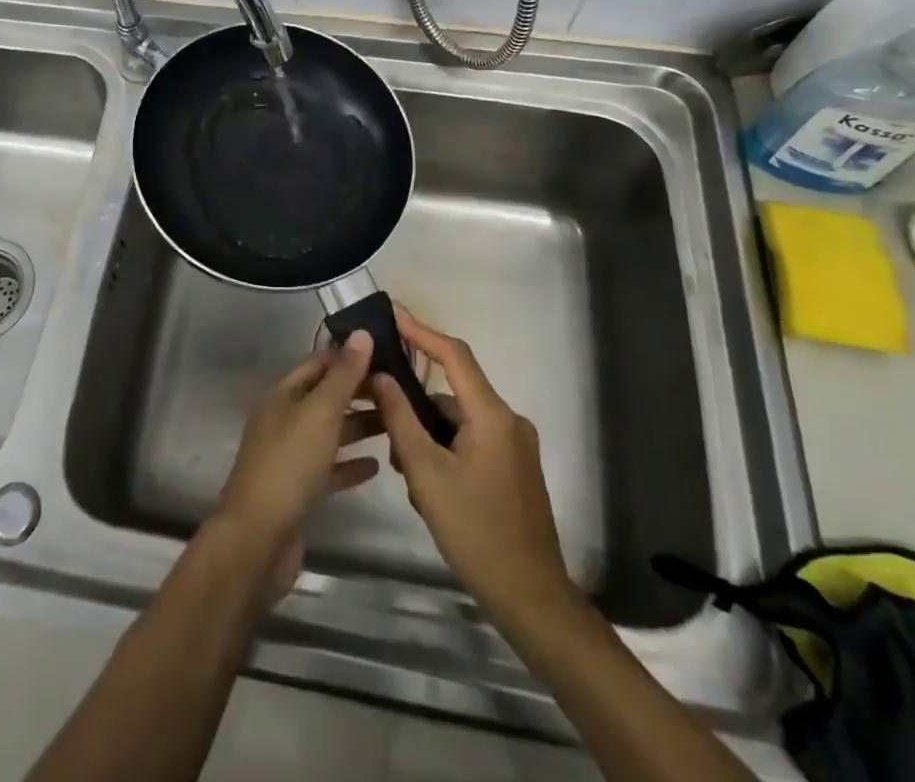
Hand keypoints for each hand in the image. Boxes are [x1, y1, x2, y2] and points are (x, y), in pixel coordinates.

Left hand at [212, 330, 381, 596]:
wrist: (258, 540)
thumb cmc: (289, 466)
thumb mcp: (320, 414)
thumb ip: (343, 376)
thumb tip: (361, 333)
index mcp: (283, 396)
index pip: (318, 364)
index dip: (348, 355)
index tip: (386, 352)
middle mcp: (284, 420)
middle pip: (325, 397)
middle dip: (358, 392)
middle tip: (400, 390)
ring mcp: (290, 456)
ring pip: (330, 432)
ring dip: (359, 426)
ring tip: (396, 423)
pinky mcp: (299, 491)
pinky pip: (330, 469)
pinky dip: (351, 464)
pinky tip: (377, 466)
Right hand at [371, 312, 578, 628]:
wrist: (532, 598)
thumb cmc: (476, 532)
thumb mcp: (427, 474)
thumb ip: (401, 420)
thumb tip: (382, 377)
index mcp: (492, 415)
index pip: (454, 355)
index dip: (422, 332)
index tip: (393, 316)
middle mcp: (509, 421)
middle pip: (453, 394)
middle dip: (416, 407)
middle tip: (383, 425)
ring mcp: (516, 446)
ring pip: (460, 422)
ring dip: (429, 436)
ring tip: (405, 471)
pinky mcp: (515, 469)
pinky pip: (473, 441)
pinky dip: (446, 451)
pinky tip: (427, 485)